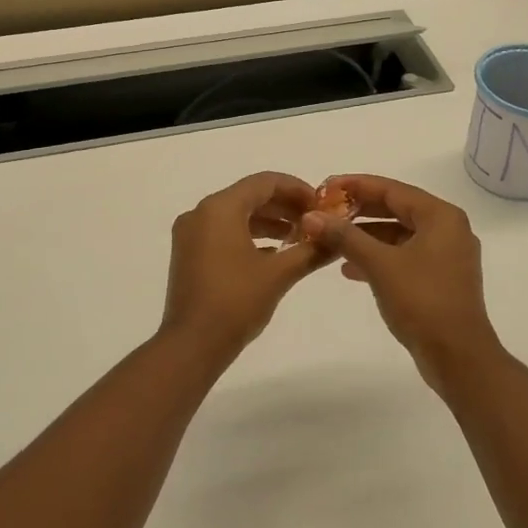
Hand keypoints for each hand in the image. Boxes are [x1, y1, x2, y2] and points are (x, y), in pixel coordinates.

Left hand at [160, 172, 332, 358]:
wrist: (192, 345)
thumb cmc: (236, 302)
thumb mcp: (279, 274)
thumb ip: (311, 251)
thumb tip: (338, 239)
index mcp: (220, 208)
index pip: (264, 182)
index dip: (297, 189)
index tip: (322, 205)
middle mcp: (201, 213)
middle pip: (250, 195)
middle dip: (284, 206)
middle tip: (315, 221)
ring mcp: (191, 234)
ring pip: (236, 214)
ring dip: (268, 222)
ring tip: (299, 237)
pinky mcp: (188, 253)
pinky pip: (223, 231)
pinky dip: (249, 235)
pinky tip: (274, 253)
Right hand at [301, 174, 501, 389]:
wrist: (458, 357)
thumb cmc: (422, 302)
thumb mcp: (379, 265)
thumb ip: (345, 237)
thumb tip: (311, 216)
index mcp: (441, 216)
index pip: (392, 189)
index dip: (356, 185)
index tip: (325, 186)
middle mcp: (448, 229)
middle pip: (396, 209)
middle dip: (359, 212)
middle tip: (325, 211)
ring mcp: (447, 256)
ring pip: (399, 235)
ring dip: (366, 237)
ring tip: (331, 240)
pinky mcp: (440, 279)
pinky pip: (405, 256)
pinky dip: (379, 258)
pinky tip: (350, 270)